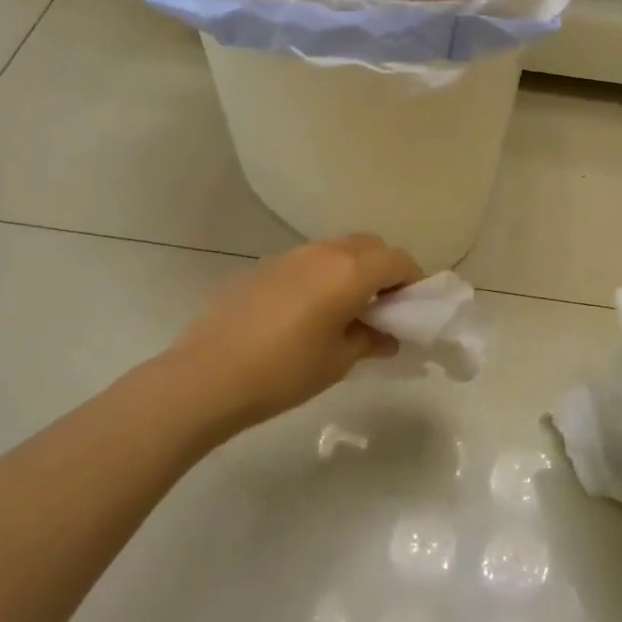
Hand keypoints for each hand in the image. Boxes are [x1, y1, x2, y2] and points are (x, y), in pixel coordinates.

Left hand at [163, 234, 422, 441]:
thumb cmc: (284, 371)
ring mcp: (290, 255)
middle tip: (383, 307)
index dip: (413, 280)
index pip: (398, 260)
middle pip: (369, 246)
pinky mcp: (264, 266)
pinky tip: (309, 310)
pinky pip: (308, 260)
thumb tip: (388, 336)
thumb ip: (370, 340)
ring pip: (337, 249)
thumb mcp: (338, 361)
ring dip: (353, 269)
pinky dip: (323, 274)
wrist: (208, 375)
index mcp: (350, 271)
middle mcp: (323, 252)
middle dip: (385, 269)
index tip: (413, 307)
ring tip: (347, 309)